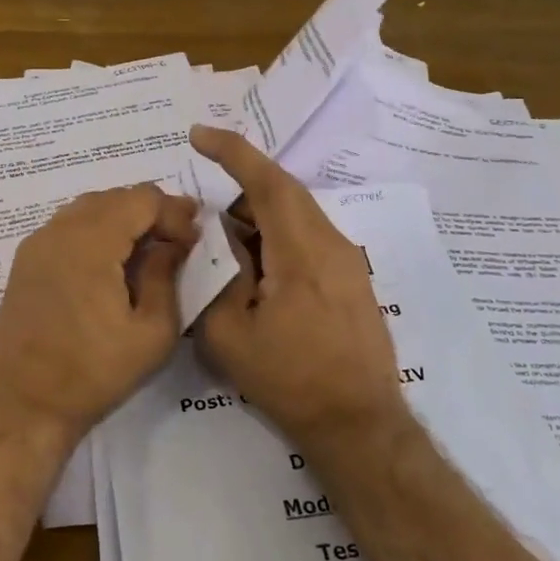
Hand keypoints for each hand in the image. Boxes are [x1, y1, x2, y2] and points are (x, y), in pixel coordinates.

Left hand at [0, 185, 198, 444]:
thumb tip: (171, 244)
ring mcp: (37, 243)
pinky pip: (68, 225)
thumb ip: (166, 276)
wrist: (23, 405)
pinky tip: (112, 260)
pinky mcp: (25, 260)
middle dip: (151, 211)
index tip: (194, 239)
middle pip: (115, 197)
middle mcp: (60, 230)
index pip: (142, 199)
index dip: (174, 212)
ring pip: (90, 207)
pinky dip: (96, 228)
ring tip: (149, 246)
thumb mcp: (152, 333)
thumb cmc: (93, 373)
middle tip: (178, 237)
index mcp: (91, 242)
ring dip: (123, 217)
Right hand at [190, 125, 405, 452]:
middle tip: (207, 223)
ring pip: (296, 216)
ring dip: (259, 222)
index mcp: (302, 250)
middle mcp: (332, 243)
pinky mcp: (353, 280)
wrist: (360, 426)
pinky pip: (309, 239)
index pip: (266, 181)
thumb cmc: (291, 380)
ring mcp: (349, 261)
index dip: (232, 151)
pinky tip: (261, 279)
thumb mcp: (230, 334)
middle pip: (283, 194)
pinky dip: (278, 241)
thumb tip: (218, 242)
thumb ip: (216, 277)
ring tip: (232, 260)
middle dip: (240, 193)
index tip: (199, 134)